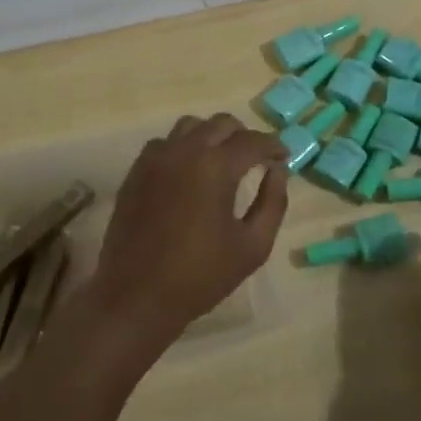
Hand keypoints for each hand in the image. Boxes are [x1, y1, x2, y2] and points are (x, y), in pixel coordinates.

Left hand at [76, 114, 288, 372]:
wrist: (137, 295)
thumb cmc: (201, 276)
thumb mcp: (253, 246)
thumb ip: (272, 202)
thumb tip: (277, 171)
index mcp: (215, 167)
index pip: (252, 141)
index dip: (273, 145)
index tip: (284, 156)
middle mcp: (183, 151)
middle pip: (221, 124)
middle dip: (244, 136)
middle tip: (256, 158)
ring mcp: (154, 159)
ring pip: (190, 127)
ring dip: (212, 136)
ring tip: (223, 161)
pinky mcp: (135, 172)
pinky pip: (164, 143)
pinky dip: (184, 147)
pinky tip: (190, 172)